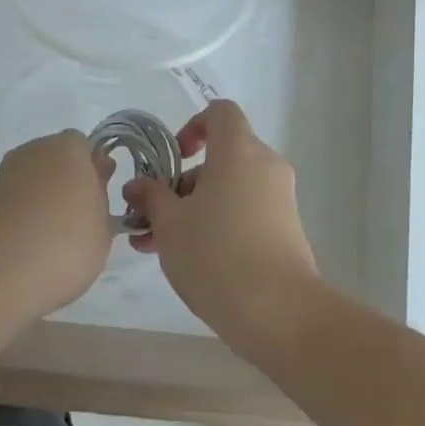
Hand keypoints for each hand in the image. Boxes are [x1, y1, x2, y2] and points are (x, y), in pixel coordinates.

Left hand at [0, 129, 113, 332]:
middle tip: (78, 222)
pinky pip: (13, 199)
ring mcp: (5, 172)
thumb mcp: (103, 230)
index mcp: (69, 148)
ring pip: (33, 179)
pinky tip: (26, 247)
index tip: (98, 202)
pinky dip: (21, 215)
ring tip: (50, 241)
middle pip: (57, 160)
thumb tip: (97, 175)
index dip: (93, 172)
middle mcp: (34, 150)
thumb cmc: (62, 248)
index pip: (86, 148)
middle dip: (68, 183)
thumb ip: (102, 197)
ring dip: (43, 200)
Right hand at [122, 100, 321, 357]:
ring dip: (194, 209)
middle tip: (150, 217)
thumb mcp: (170, 224)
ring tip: (156, 247)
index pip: (220, 112)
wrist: (280, 313)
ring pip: (229, 190)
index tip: (174, 158)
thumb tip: (138, 185)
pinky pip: (245, 212)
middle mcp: (265, 166)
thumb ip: (151, 197)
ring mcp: (280, 200)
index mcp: (239, 150)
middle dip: (182, 184)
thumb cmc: (217, 254)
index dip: (193, 126)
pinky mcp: (286, 232)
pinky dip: (218, 224)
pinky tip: (188, 262)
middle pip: (221, 157)